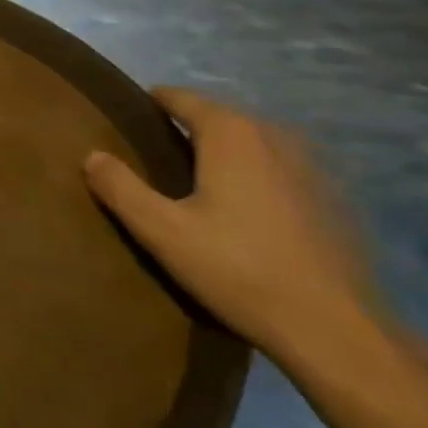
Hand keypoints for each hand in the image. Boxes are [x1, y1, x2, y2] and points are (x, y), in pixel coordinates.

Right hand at [84, 88, 383, 370]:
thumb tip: (92, 155)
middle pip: (216, 116)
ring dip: (221, 154)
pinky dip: (254, 177)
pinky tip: (244, 215)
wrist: (335, 329)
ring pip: (249, 142)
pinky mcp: (331, 196)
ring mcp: (309, 163)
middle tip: (152, 159)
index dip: (149, 104)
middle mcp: (272, 133)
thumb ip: (121, 188)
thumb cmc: (239, 270)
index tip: (126, 122)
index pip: (178, 97)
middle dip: (184, 130)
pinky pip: (277, 169)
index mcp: (230, 132)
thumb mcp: (163, 232)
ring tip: (194, 186)